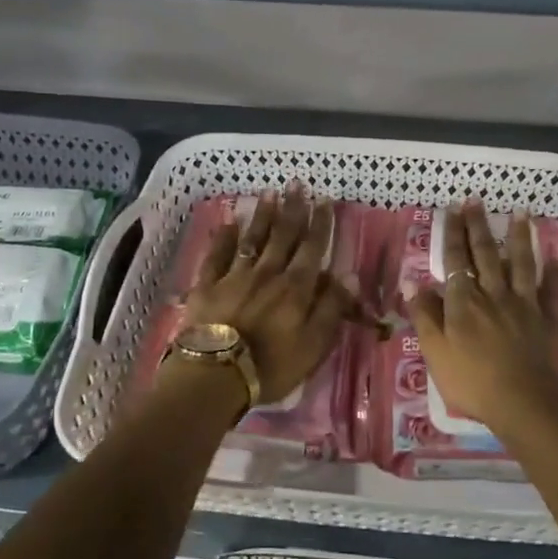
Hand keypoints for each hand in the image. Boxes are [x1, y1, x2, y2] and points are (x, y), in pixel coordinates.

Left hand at [178, 187, 352, 405]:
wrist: (215, 375)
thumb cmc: (271, 366)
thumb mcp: (314, 345)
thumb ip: (331, 308)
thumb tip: (349, 275)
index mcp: (295, 287)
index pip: (312, 247)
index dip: (320, 223)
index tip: (324, 199)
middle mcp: (267, 273)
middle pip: (283, 235)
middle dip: (292, 208)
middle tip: (297, 183)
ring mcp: (234, 276)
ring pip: (252, 238)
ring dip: (263, 215)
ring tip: (269, 193)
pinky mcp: (207, 285)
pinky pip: (217, 255)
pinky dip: (223, 237)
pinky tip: (228, 222)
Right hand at [409, 201, 557, 437]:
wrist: (525, 402)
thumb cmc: (472, 381)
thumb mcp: (435, 351)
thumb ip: (424, 315)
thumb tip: (411, 281)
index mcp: (464, 301)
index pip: (455, 260)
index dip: (453, 234)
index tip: (452, 209)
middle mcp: (494, 293)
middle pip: (485, 254)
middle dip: (478, 226)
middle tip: (476, 200)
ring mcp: (524, 304)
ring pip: (520, 263)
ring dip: (519, 236)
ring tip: (520, 212)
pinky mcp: (549, 318)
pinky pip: (554, 290)